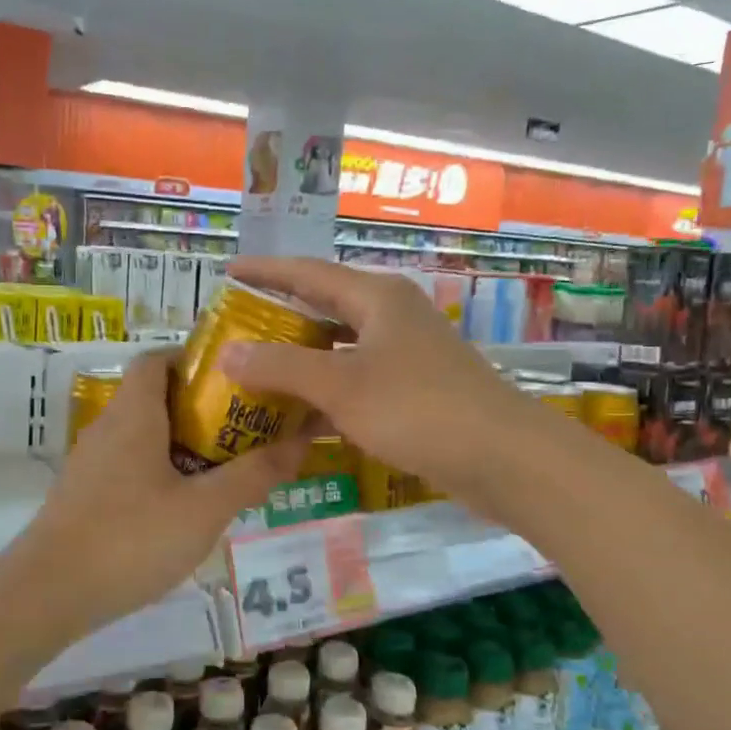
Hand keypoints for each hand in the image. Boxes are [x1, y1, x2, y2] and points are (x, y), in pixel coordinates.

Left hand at [12, 351, 309, 633]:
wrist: (47, 594)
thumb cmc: (130, 539)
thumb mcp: (204, 509)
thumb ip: (253, 475)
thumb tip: (300, 442)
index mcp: (134, 414)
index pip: (157, 359)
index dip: (195, 359)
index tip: (237, 378)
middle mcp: (108, 428)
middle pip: (156, 396)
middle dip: (203, 407)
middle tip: (247, 426)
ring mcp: (92, 464)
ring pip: (145, 435)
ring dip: (185, 443)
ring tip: (229, 465)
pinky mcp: (86, 496)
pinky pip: (131, 466)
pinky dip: (163, 471)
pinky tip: (188, 506)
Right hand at [217, 257, 533, 511]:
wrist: (503, 458)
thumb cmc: (417, 408)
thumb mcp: (340, 385)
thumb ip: (281, 367)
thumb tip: (227, 353)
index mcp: (376, 298)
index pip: (307, 273)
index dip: (266, 271)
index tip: (228, 273)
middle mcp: (392, 317)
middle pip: (324, 308)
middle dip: (280, 318)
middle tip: (235, 329)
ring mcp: (406, 355)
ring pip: (340, 349)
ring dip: (301, 361)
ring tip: (256, 372)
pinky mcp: (414, 391)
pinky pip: (356, 381)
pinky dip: (326, 394)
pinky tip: (299, 418)